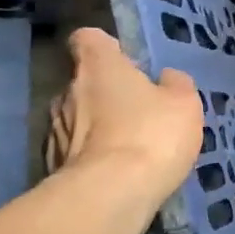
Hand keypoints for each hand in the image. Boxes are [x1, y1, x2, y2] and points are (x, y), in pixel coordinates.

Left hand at [45, 29, 201, 194]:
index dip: (108, 48)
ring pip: (77, 119)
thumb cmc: (151, 135)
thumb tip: (166, 79)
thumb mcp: (184, 104)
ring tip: (127, 151)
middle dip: (107, 94)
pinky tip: (113, 176)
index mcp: (98, 66)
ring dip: (97, 128)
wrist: (110, 194)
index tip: (127, 63)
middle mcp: (67, 90)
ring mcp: (54, 129)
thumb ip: (175, 85)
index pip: (89, 39)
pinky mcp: (50, 165)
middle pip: (84, 82)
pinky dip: (91, 159)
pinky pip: (74, 153)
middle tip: (138, 115)